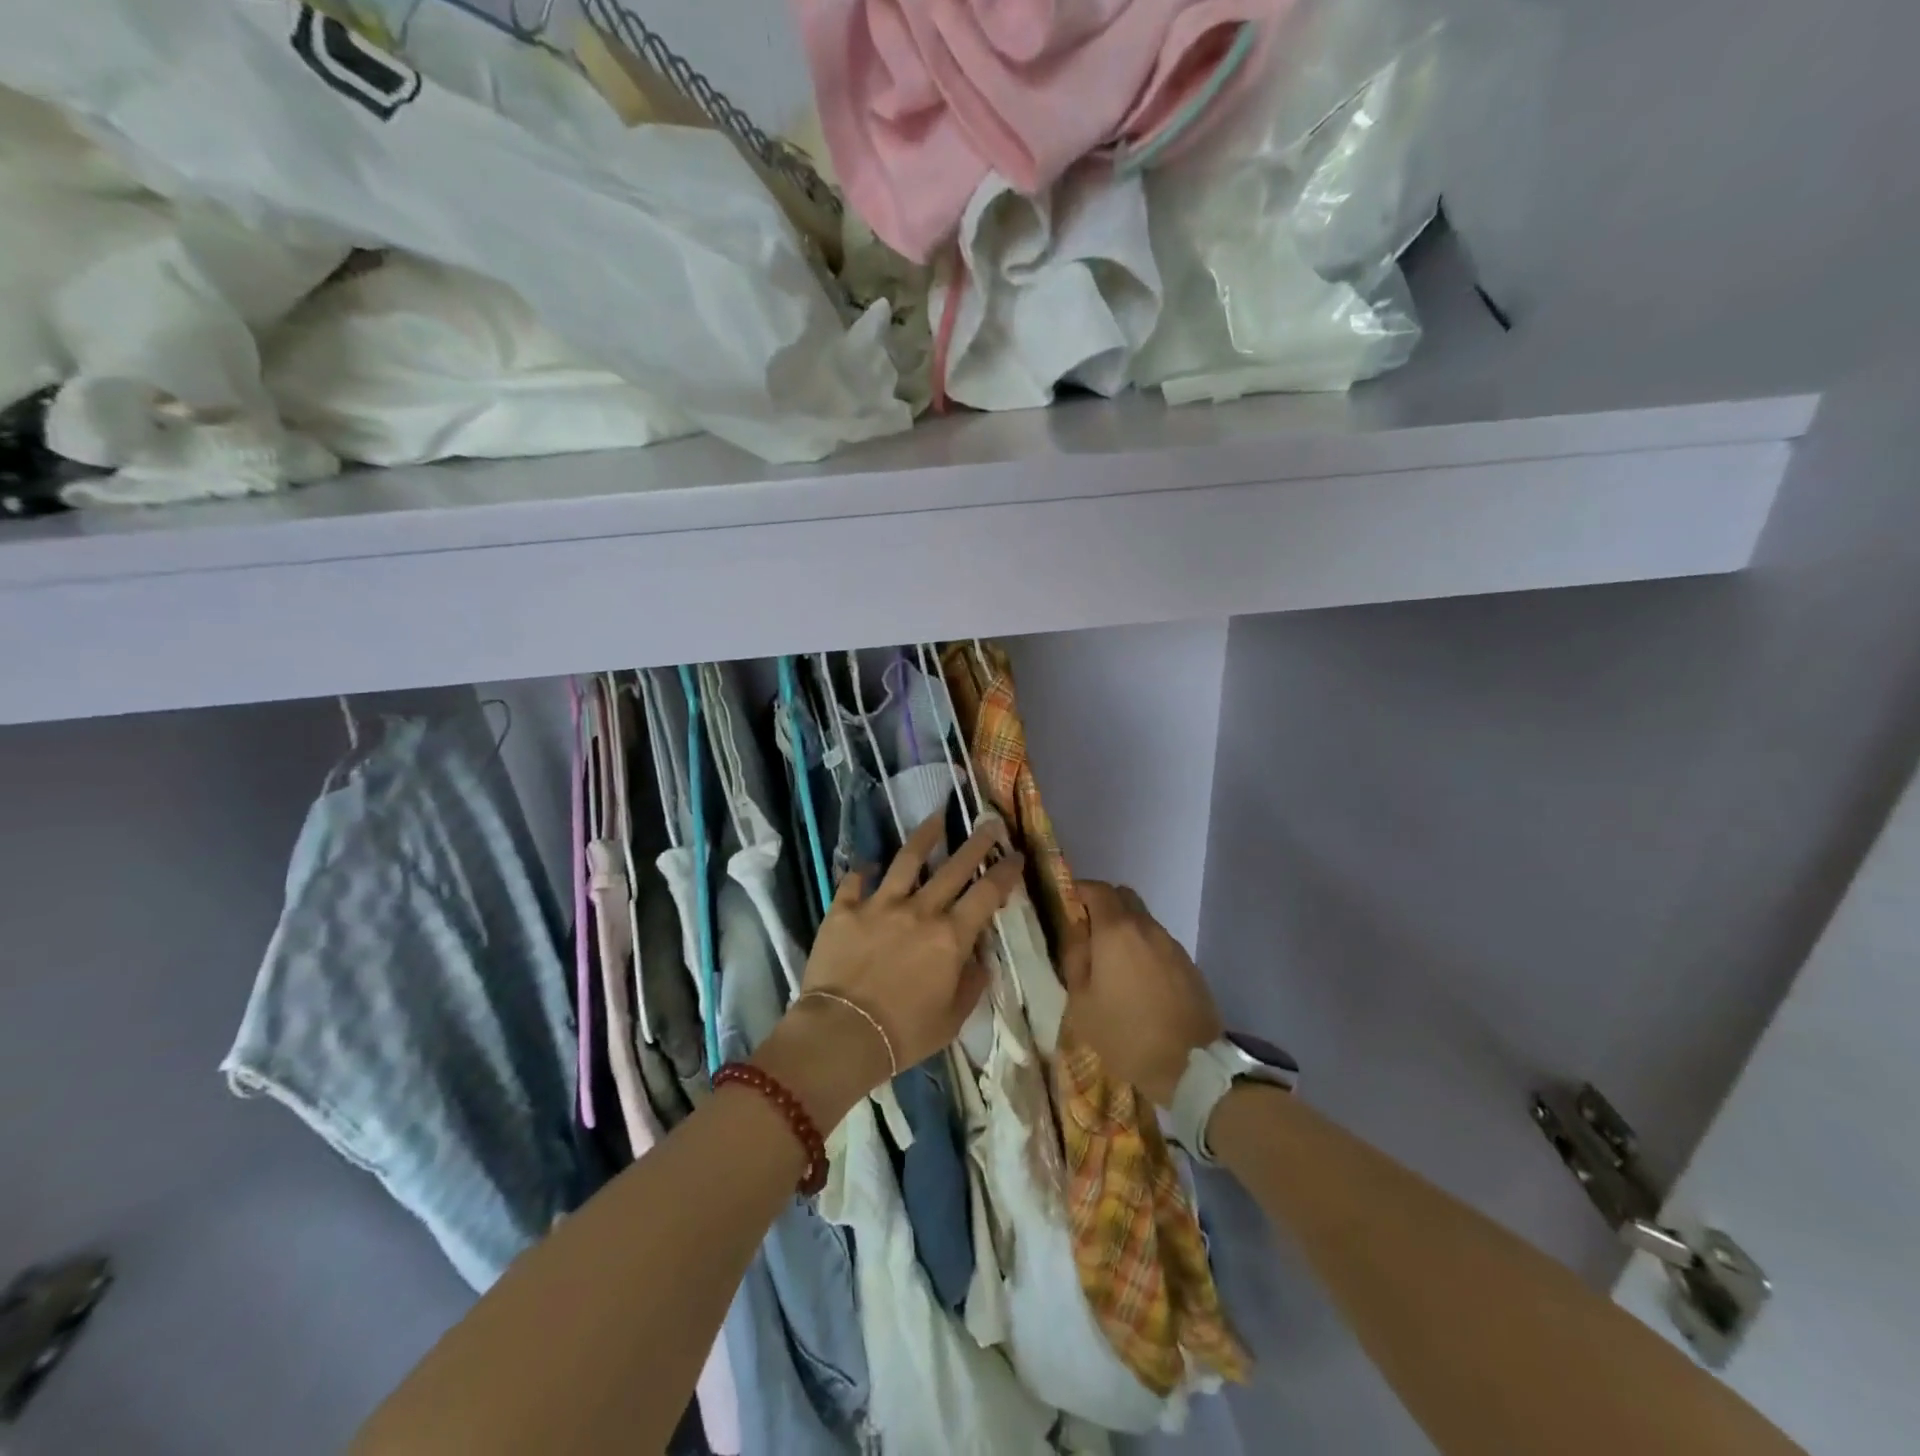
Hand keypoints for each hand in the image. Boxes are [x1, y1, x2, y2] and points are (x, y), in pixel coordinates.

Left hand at [760, 815, 1024, 1114]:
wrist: (841, 1035)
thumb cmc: (903, 1035)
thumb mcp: (952, 1019)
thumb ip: (970, 984)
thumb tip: (979, 959)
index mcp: (950, 937)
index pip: (987, 894)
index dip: (1005, 872)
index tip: (1015, 854)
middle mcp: (920, 910)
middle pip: (954, 867)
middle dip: (976, 843)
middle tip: (988, 823)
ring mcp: (879, 905)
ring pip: (907, 859)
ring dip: (925, 836)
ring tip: (935, 818)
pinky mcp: (844, 909)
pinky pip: (854, 881)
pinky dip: (863, 871)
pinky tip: (868, 865)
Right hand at [1061, 882, 1224, 1106]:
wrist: (1190, 1066)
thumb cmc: (1125, 1033)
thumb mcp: (1082, 1001)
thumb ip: (1074, 957)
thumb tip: (1074, 931)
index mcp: (1116, 931)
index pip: (1097, 889)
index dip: (1079, 890)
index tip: (1066, 906)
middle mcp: (1147, 927)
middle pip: (1123, 896)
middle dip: (1103, 905)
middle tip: (1087, 932)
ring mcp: (1172, 944)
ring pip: (1143, 920)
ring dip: (1125, 929)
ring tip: (1111, 963)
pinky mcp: (1188, 964)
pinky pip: (1158, 943)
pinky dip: (1143, 949)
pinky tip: (1138, 980)